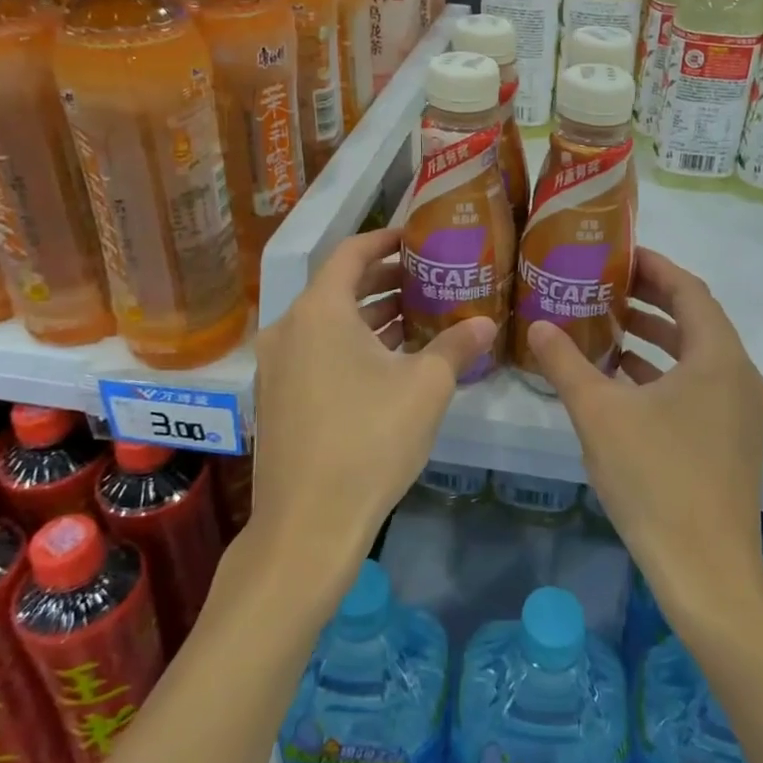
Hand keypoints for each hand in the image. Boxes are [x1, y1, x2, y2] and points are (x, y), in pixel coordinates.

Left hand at [250, 228, 494, 582]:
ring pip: (327, 323)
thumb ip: (456, 345)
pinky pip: (316, 352)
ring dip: (369, 316)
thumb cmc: (369, 441)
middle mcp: (288, 328)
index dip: (386, 239)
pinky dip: (350, 345)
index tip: (416, 237)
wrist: (307, 525)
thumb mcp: (426, 388)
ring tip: (415, 317)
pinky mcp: (276, 398)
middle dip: (384, 280)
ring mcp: (276, 366)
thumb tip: (486, 323)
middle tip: (427, 279)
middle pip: (339, 287)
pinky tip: (387, 363)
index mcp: (320, 311)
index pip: (352, 253)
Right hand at [526, 249, 762, 603]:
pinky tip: (623, 381)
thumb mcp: (599, 414)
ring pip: (696, 356)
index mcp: (718, 357)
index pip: (689, 290)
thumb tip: (539, 325)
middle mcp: (739, 376)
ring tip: (609, 327)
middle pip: (695, 319)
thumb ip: (566, 363)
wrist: (706, 571)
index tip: (618, 254)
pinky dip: (664, 374)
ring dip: (655, 338)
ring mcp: (740, 412)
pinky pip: (698, 387)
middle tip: (604, 287)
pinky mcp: (732, 441)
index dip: (654, 267)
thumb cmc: (655, 479)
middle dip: (651, 300)